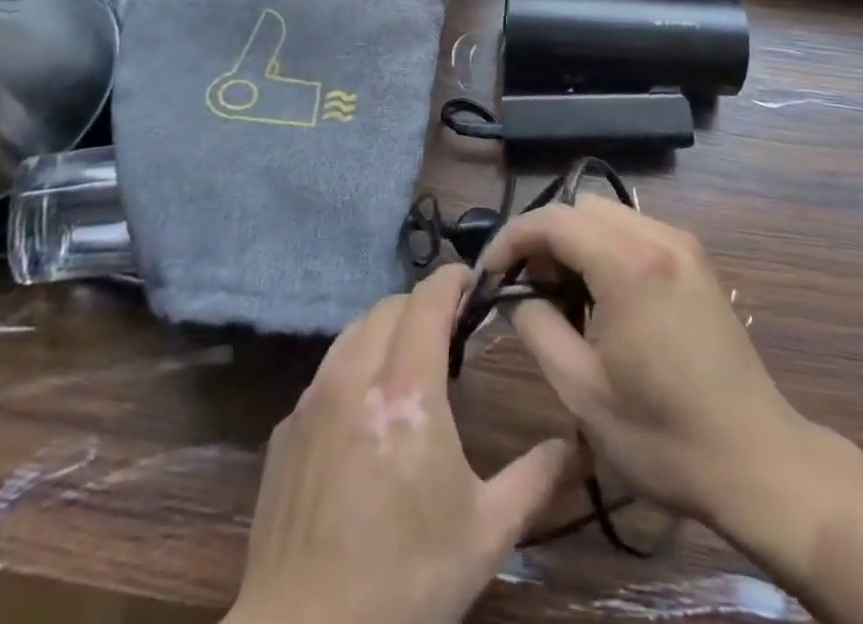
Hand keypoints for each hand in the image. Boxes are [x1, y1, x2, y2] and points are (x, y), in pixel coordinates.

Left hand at [227, 264, 569, 623]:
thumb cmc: (404, 582)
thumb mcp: (484, 536)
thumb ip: (534, 480)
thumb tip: (574, 444)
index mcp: (407, 389)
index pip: (428, 299)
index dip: (452, 279)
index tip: (473, 282)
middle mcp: (356, 376)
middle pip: (390, 306)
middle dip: (423, 305)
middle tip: (450, 332)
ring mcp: (314, 398)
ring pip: (354, 331)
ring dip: (386, 330)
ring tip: (409, 362)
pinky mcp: (287, 427)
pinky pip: (326, 372)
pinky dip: (353, 368)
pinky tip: (365, 413)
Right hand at [478, 195, 805, 528]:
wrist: (758, 462)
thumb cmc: (663, 436)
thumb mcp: (581, 390)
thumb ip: (537, 326)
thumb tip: (517, 294)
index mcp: (628, 264)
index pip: (553, 220)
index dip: (512, 239)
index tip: (491, 274)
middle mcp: (658, 238)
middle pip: (580, 207)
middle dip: (545, 237)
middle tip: (528, 287)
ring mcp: (684, 245)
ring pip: (608, 214)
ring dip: (576, 240)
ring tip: (563, 294)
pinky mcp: (697, 262)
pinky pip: (636, 232)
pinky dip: (607, 247)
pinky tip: (604, 297)